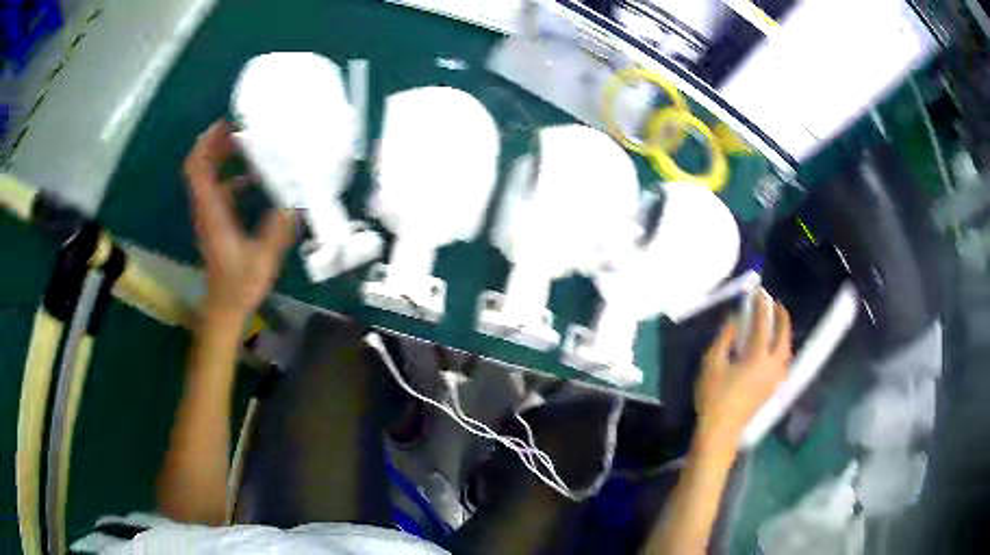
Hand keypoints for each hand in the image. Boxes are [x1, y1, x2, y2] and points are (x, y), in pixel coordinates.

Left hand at [184, 120, 293, 318]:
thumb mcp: (263, 257)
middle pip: (200, 166)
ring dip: (222, 157)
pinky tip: (253, 178)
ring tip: (248, 145)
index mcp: (212, 211)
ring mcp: (209, 215)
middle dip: (216, 143)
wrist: (224, 308)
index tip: (226, 124)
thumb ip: (278, 227)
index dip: (207, 142)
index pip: (198, 168)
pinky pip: (217, 189)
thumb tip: (296, 201)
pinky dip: (230, 176)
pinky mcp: (214, 222)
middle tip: (241, 128)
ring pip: (207, 176)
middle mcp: (206, 208)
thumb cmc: (239, 284)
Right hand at [695, 289, 791, 447]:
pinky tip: (777, 348)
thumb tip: (736, 318)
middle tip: (775, 303)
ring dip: (785, 332)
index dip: (761, 305)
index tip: (759, 291)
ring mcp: (775, 377)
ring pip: (787, 349)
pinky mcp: (773, 387)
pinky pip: (785, 361)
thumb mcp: (712, 363)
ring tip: (778, 323)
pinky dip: (784, 347)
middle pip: (783, 335)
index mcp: (757, 356)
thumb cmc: (713, 396)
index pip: (763, 323)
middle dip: (781, 316)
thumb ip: (725, 337)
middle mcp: (772, 364)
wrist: (720, 430)